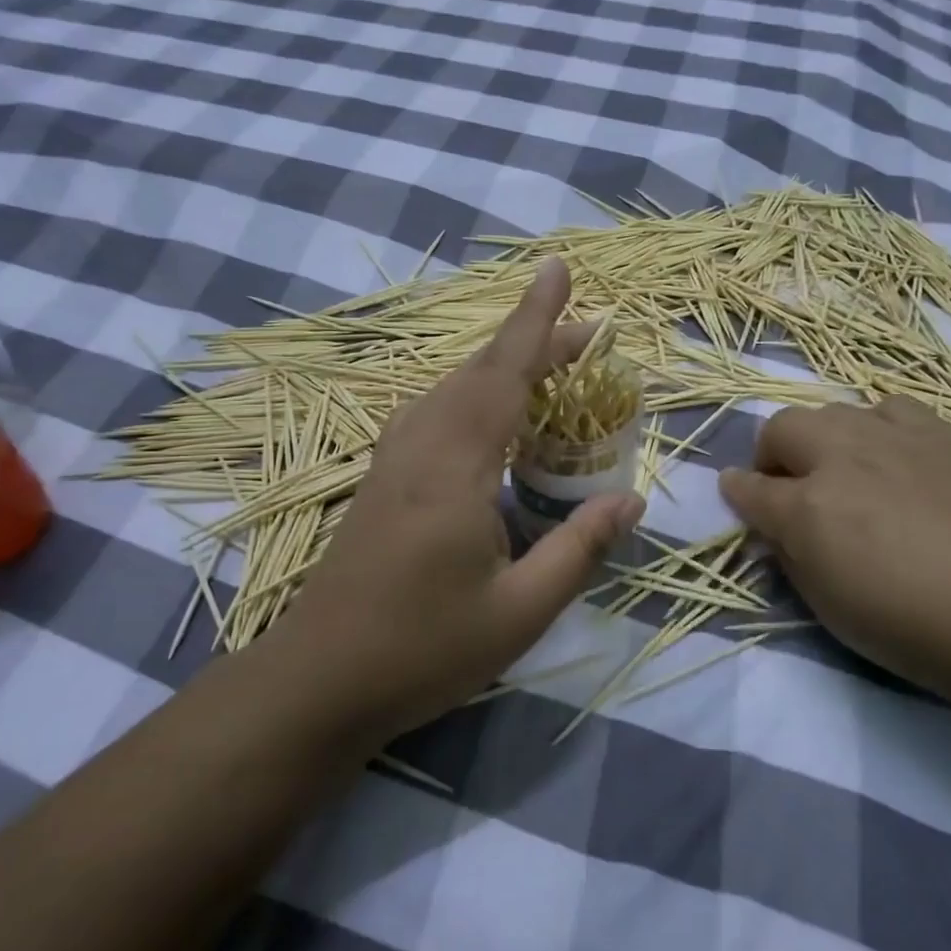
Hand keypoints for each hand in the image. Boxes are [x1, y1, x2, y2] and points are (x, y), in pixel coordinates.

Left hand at [264, 258, 644, 743]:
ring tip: (550, 372)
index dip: (536, 319)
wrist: (318, 681)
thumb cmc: (423, 649)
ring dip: (502, 369)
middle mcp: (420, 447)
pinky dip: (472, 397)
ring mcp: (392, 461)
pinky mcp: (380, 481)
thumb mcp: (521, 611)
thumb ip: (579, 549)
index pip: (504, 374)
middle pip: (481, 373)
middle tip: (589, 338)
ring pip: (452, 389)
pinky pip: (433, 414)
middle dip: (534, 344)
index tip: (558, 269)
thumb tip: (632, 499)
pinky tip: (488, 420)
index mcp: (456, 468)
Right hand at [718, 398, 950, 720]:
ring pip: (833, 411)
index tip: (735, 497)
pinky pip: (888, 408)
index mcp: (808, 508)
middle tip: (788, 490)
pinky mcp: (942, 434)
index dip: (737, 494)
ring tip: (842, 473)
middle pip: (782, 428)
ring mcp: (894, 438)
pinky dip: (874, 427)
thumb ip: (796, 560)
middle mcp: (842, 457)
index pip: (750, 489)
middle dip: (771, 455)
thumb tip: (779, 529)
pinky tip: (893, 458)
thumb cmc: (927, 633)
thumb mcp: (836, 614)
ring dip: (821, 438)